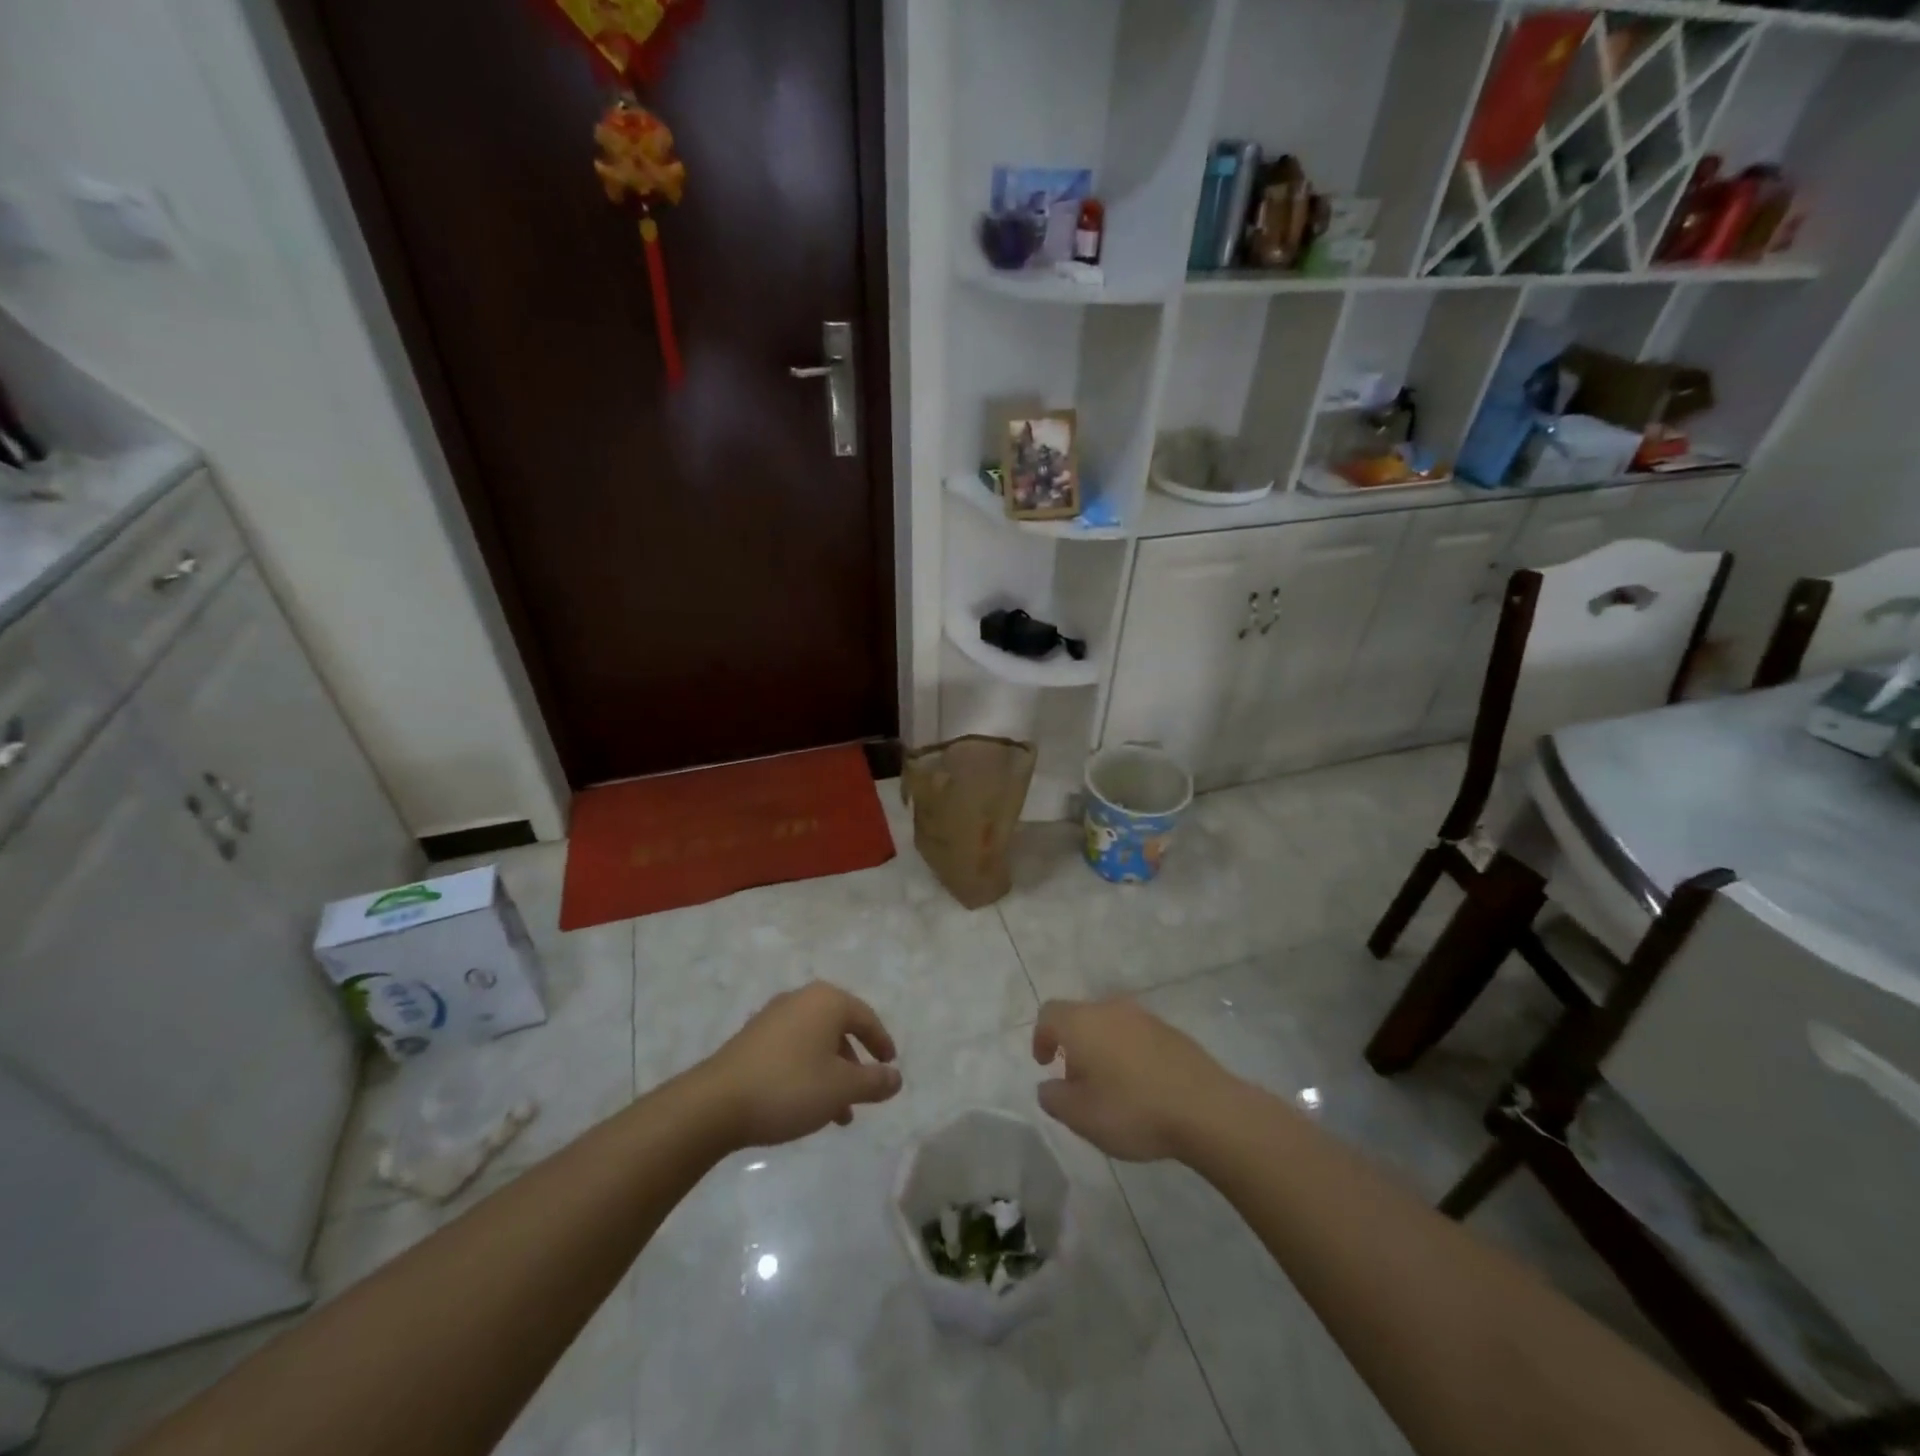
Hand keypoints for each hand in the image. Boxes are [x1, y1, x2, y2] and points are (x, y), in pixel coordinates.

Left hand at [697, 982, 901, 1148]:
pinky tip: (806, 1106)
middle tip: (864, 1092)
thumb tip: (896, 1077)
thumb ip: (874, 1081)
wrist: (716, 1103)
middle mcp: (801, 1000)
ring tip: (838, 1113)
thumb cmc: (789, 1087)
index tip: (890, 1065)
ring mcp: (773, 1018)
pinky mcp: (752, 1039)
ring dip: (831, 1074)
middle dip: (854, 1063)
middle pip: (839, 1028)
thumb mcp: (841, 1088)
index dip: (881, 1042)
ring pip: (815, 1043)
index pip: (865, 1017)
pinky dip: (808, 1072)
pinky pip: (793, 1050)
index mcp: (826, 1001)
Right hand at [1031, 998, 1236, 1161]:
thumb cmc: (1132, 1110)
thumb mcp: (1080, 1116)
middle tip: (1076, 1081)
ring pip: (1110, 1025)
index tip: (1044, 1064)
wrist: (1206, 1109)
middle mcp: (1111, 1009)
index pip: (1049, 1014)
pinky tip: (1141, 1086)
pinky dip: (1129, 1053)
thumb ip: (1054, 1098)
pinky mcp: (1172, 1032)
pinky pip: (1137, 1036)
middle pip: (1081, 1017)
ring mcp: (1145, 1017)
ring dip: (1102, 1049)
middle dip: (1073, 1045)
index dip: (1041, 1036)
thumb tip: (1048, 1086)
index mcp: (1082, 1022)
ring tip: (1110, 1087)